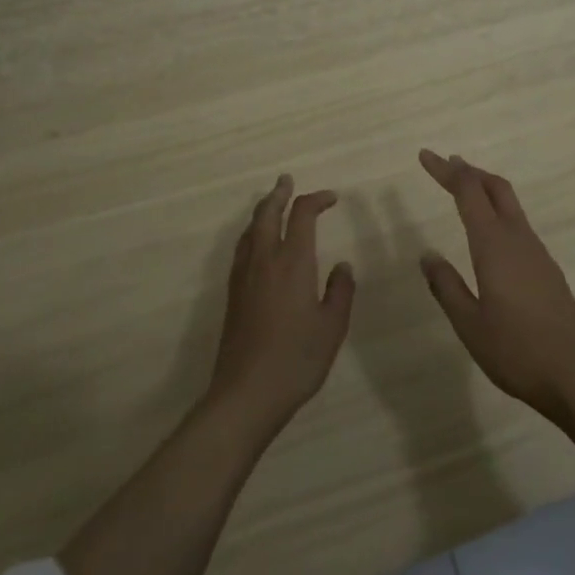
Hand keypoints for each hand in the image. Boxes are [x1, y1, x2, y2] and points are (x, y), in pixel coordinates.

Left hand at [208, 175, 355, 436]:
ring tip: (273, 206)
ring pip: (251, 229)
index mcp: (293, 261)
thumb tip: (342, 266)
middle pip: (267, 213)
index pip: (302, 214)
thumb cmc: (296, 359)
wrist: (245, 393)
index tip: (332, 198)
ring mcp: (244, 276)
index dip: (316, 199)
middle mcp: (265, 260)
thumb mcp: (332, 327)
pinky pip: (242, 248)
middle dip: (279, 194)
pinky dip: (253, 233)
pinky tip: (257, 245)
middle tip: (287, 181)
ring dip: (263, 211)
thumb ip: (340, 292)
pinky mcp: (232, 294)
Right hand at [416, 150, 574, 419]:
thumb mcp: (469, 324)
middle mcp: (518, 238)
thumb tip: (427, 255)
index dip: (446, 171)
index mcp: (494, 245)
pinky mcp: (547, 269)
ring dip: (486, 189)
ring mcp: (537, 252)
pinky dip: (499, 211)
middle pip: (495, 187)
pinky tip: (491, 233)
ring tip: (466, 190)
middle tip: (446, 164)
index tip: (425, 156)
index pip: (467, 192)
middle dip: (470, 171)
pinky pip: (519, 224)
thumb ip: (446, 286)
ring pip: (510, 204)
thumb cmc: (517, 350)